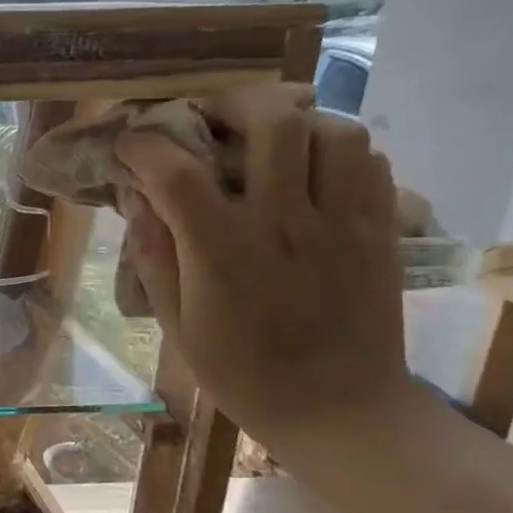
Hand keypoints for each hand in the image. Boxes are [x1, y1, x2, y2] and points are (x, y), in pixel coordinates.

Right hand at [113, 84, 415, 452]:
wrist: (338, 408)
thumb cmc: (241, 371)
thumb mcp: (175, 322)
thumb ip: (154, 254)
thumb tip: (136, 198)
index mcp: (223, 252)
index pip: (178, 171)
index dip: (145, 145)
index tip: (130, 143)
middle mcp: (285, 223)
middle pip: (272, 122)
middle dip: (232, 103)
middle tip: (209, 116)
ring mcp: (343, 223)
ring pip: (333, 130)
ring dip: (293, 120)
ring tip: (266, 136)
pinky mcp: (382, 230)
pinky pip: (371, 161)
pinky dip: (336, 147)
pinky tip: (310, 166)